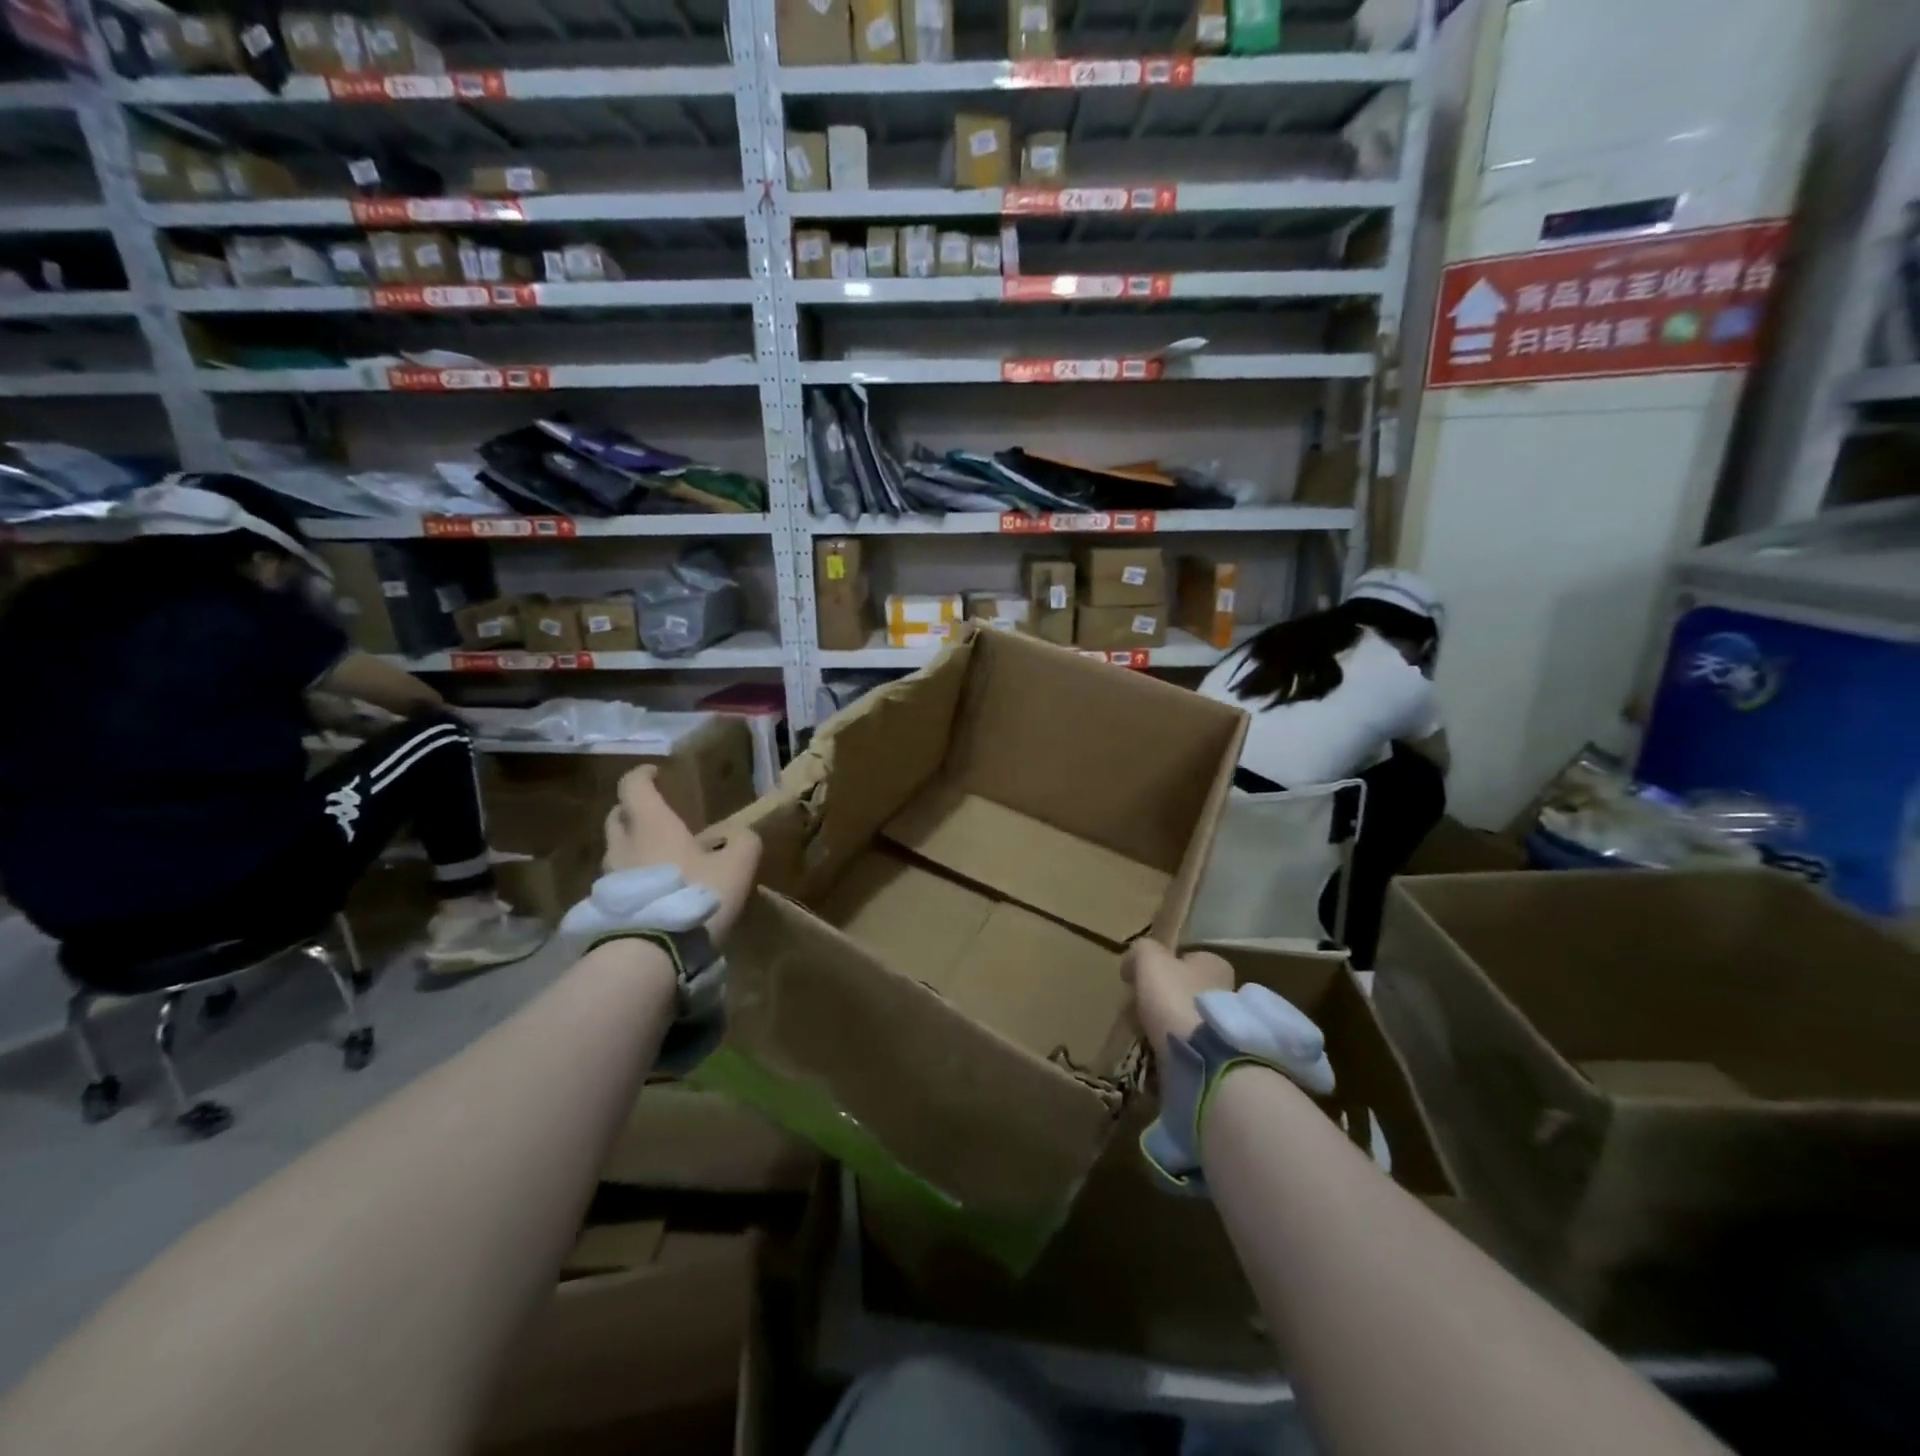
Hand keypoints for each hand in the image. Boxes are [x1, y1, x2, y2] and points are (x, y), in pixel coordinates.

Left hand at [602, 766, 760, 943]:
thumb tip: (742, 836)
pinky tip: (654, 892)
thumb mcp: (736, 867)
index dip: (643, 775)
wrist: (651, 953)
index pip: (633, 786)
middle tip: (655, 814)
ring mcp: (610, 877)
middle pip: (617, 816)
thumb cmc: (694, 894)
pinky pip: (618, 882)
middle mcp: (623, 844)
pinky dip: (633, 878)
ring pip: (616, 850)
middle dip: (633, 810)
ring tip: (659, 857)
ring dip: (633, 847)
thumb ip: (744, 843)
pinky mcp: (607, 907)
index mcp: (651, 824)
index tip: (655, 772)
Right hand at [1123, 941, 1234, 1062]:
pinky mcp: (1217, 1055)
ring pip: (1184, 1018)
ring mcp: (1222, 1025)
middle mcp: (1225, 991)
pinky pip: (1186, 1045)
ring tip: (1142, 1033)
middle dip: (1161, 997)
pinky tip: (1155, 1050)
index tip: (1140, 978)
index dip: (1161, 965)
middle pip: (1184, 989)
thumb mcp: (1150, 959)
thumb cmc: (1175, 997)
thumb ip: (1141, 950)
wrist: (1200, 1057)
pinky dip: (1170, 1046)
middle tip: (1136, 1008)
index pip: (1186, 958)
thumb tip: (1132, 961)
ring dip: (1165, 1024)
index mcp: (1214, 964)